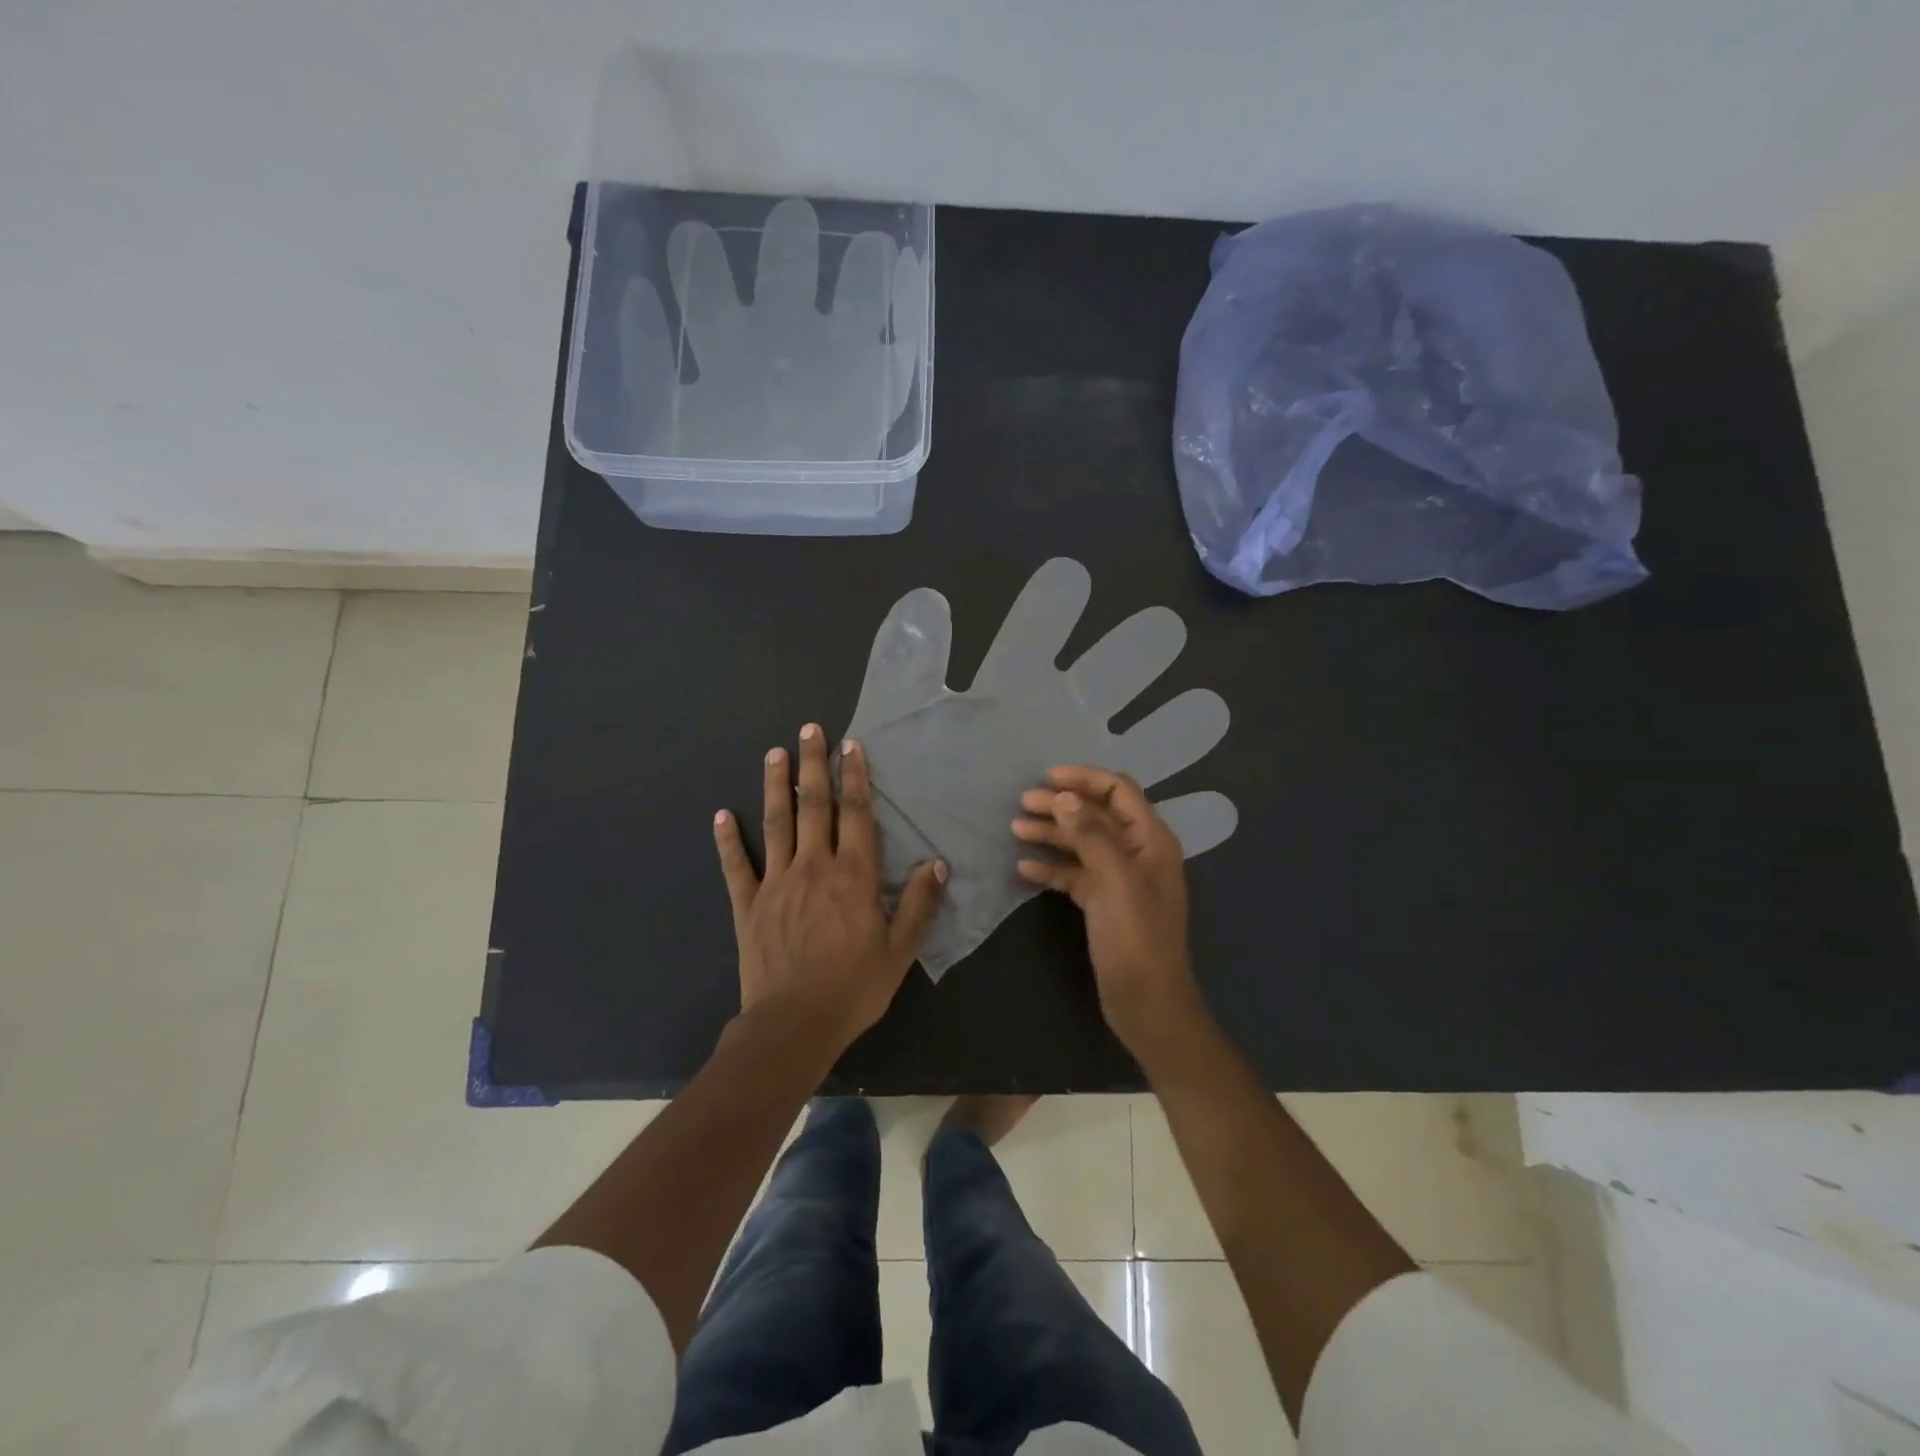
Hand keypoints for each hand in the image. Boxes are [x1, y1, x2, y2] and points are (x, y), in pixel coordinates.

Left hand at [714, 724, 946, 1056]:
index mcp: (853, 875)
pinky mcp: (748, 904)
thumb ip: (920, 904)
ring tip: (773, 753)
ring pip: (776, 822)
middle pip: (814, 805)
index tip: (850, 746)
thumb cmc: (854, 987)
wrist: (793, 1024)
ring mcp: (776, 882)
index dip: (855, 777)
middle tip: (810, 730)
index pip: (856, 814)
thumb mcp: (900, 950)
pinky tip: (721, 815)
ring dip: (774, 785)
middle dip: (813, 764)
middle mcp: (813, 866)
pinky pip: (737, 865)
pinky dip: (728, 839)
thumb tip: (938, 864)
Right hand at [1013, 766, 1205, 1057]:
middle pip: (1096, 815)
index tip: (1047, 777)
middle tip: (1022, 803)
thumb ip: (1092, 836)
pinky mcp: (1104, 903)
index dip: (1084, 779)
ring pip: (1082, 843)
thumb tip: (1064, 797)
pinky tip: (1023, 870)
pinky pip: (1075, 874)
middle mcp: (1137, 853)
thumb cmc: (1136, 940)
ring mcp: (1120, 879)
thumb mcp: (1115, 883)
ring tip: (1015, 830)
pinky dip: (1052, 868)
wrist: (1147, 1004)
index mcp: (1151, 840)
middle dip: (1060, 805)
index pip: (1118, 791)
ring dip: (1051, 834)